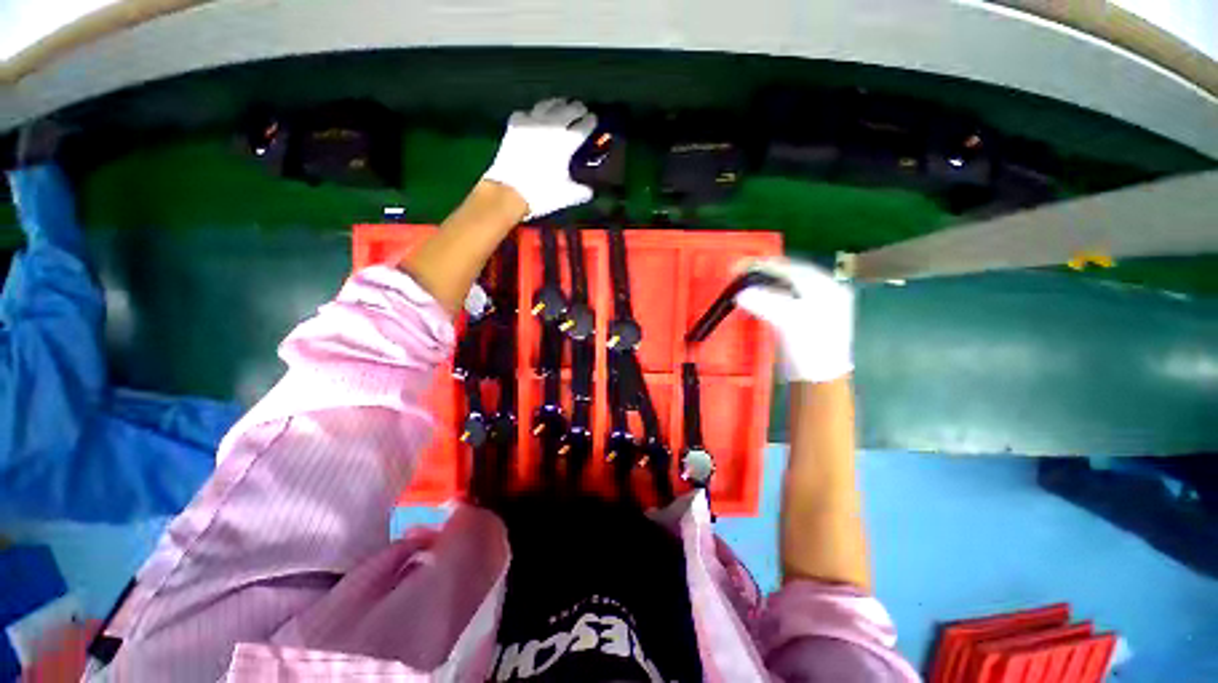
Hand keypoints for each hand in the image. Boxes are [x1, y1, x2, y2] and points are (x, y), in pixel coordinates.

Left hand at [482, 99, 596, 219]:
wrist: (510, 191)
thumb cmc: (542, 194)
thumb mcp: (568, 196)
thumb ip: (582, 191)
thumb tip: (590, 189)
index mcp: (566, 143)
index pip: (583, 126)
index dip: (590, 121)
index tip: (594, 119)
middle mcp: (550, 127)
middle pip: (567, 109)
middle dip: (576, 108)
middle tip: (581, 109)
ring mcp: (531, 123)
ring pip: (547, 104)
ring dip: (557, 103)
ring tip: (561, 104)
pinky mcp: (514, 125)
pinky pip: (526, 113)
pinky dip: (533, 114)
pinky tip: (534, 119)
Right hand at [735, 258, 853, 383]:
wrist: (818, 379)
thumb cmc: (810, 348)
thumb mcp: (788, 321)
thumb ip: (765, 302)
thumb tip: (740, 292)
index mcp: (827, 287)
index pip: (792, 268)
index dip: (765, 265)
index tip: (741, 266)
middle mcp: (825, 291)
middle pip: (789, 275)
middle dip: (763, 274)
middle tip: (739, 274)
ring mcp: (816, 305)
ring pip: (786, 286)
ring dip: (764, 285)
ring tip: (744, 284)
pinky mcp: (806, 318)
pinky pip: (784, 299)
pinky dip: (768, 296)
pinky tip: (757, 298)